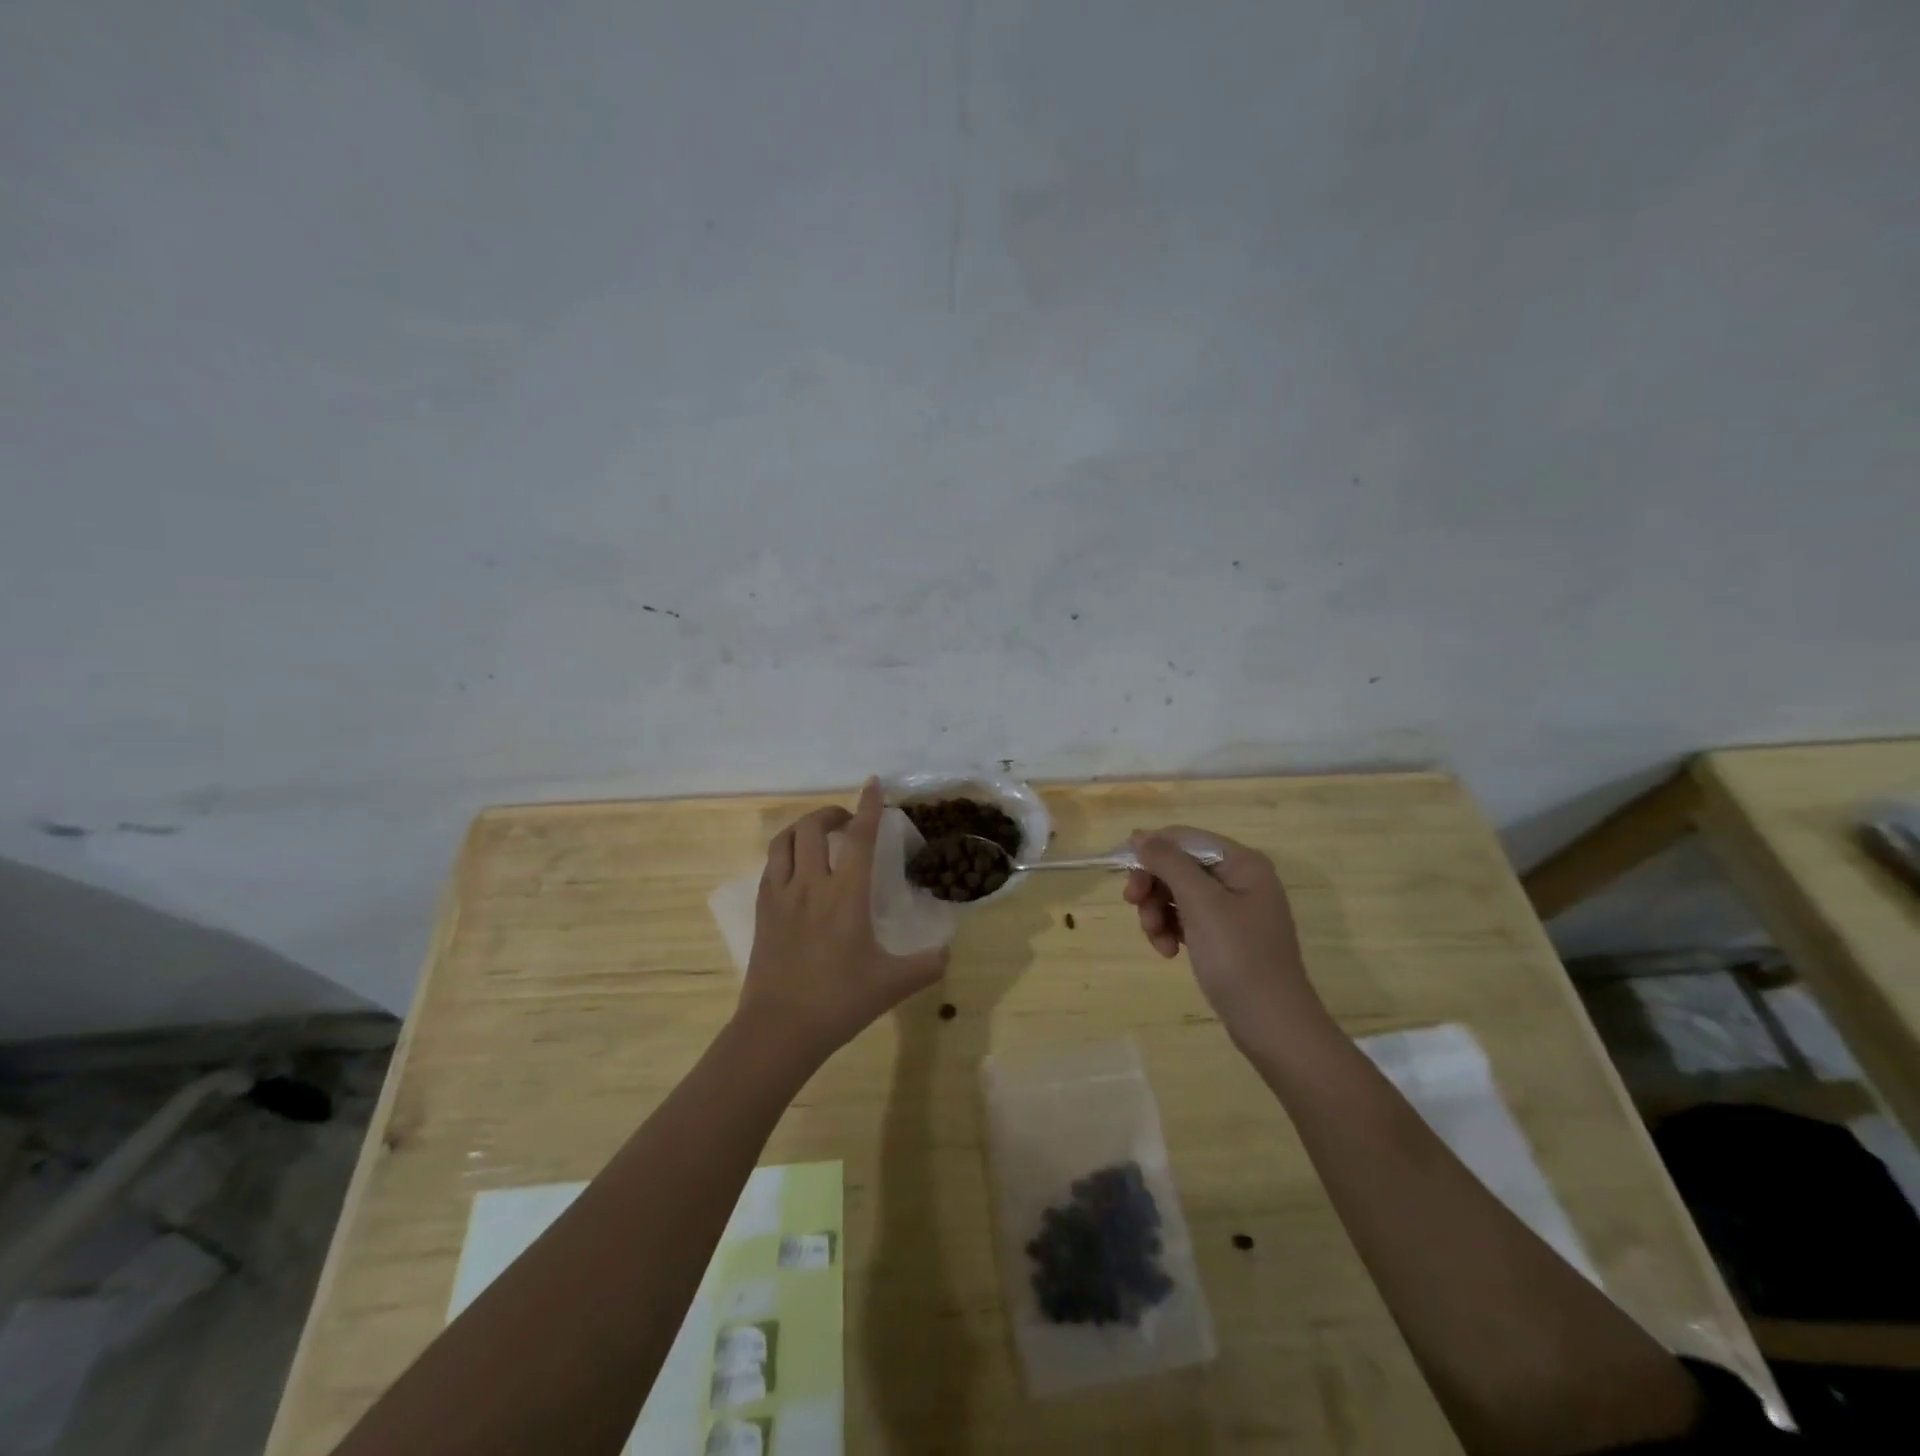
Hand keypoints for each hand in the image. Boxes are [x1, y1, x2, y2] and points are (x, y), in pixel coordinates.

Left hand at [738, 779, 947, 1065]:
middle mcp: (811, 884)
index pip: (861, 837)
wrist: (779, 1029)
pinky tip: (797, 868)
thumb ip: (927, 965)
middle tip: (848, 823)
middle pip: (813, 827)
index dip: (869, 807)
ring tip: (819, 837)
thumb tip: (948, 950)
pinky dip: (786, 852)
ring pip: (785, 840)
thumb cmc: (839, 1002)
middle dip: (831, 813)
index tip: (873, 784)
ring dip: (804, 828)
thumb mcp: (893, 985)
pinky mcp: (762, 910)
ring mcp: (781, 895)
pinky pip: (771, 865)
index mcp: (846, 895)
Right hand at [1122, 827, 1331, 1050]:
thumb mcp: (1201, 904)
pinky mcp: (1224, 936)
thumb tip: (1140, 835)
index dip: (1152, 850)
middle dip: (1154, 886)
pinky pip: (1186, 918)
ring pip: (1177, 893)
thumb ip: (1169, 863)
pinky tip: (1168, 952)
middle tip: (1134, 906)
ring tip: (1156, 939)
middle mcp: (1239, 879)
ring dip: (1157, 912)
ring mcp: (1232, 909)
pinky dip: (1171, 930)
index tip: (1125, 874)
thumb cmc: (1239, 958)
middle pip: (1179, 865)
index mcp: (1242, 863)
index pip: (1185, 838)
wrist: (1272, 1026)